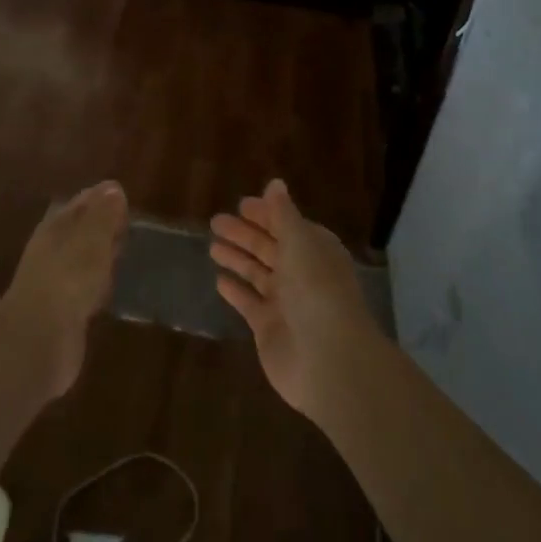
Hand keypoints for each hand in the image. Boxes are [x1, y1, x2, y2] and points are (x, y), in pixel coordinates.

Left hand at [0, 181, 127, 402]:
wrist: (37, 342)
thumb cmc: (67, 280)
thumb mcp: (91, 242)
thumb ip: (103, 216)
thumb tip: (113, 188)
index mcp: (54, 230)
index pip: (78, 205)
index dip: (98, 198)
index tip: (121, 194)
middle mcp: (51, 253)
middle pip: (77, 232)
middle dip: (99, 226)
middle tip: (127, 222)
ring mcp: (55, 285)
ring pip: (81, 261)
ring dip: (99, 256)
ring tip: (126, 251)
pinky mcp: (63, 315)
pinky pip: (84, 290)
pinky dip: (98, 284)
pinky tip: (112, 288)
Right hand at [210, 180, 382, 417]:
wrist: (327, 358)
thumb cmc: (316, 290)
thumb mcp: (299, 242)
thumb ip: (283, 214)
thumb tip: (275, 183)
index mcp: (315, 251)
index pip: (289, 226)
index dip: (267, 214)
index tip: (242, 205)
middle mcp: (302, 274)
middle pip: (270, 248)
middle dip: (245, 234)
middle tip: (216, 221)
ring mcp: (285, 303)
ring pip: (257, 274)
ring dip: (237, 259)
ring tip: (212, 246)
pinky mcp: (268, 328)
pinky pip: (249, 303)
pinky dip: (236, 291)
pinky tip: (219, 280)